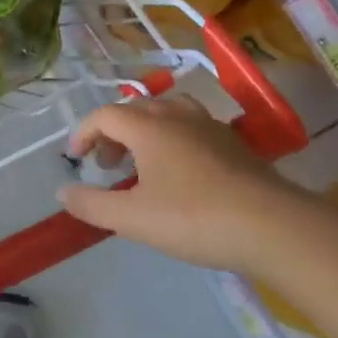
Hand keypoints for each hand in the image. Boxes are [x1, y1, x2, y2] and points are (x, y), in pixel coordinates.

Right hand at [58, 93, 306, 271]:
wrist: (275, 227)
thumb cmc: (194, 218)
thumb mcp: (133, 219)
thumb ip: (93, 205)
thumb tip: (63, 193)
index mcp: (148, 127)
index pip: (104, 115)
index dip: (84, 133)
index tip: (76, 158)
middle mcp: (176, 116)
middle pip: (135, 110)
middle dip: (112, 133)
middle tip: (107, 165)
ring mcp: (210, 127)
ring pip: (167, 113)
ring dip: (145, 132)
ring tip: (142, 162)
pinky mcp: (235, 144)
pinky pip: (192, 128)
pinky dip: (173, 140)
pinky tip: (180, 173)